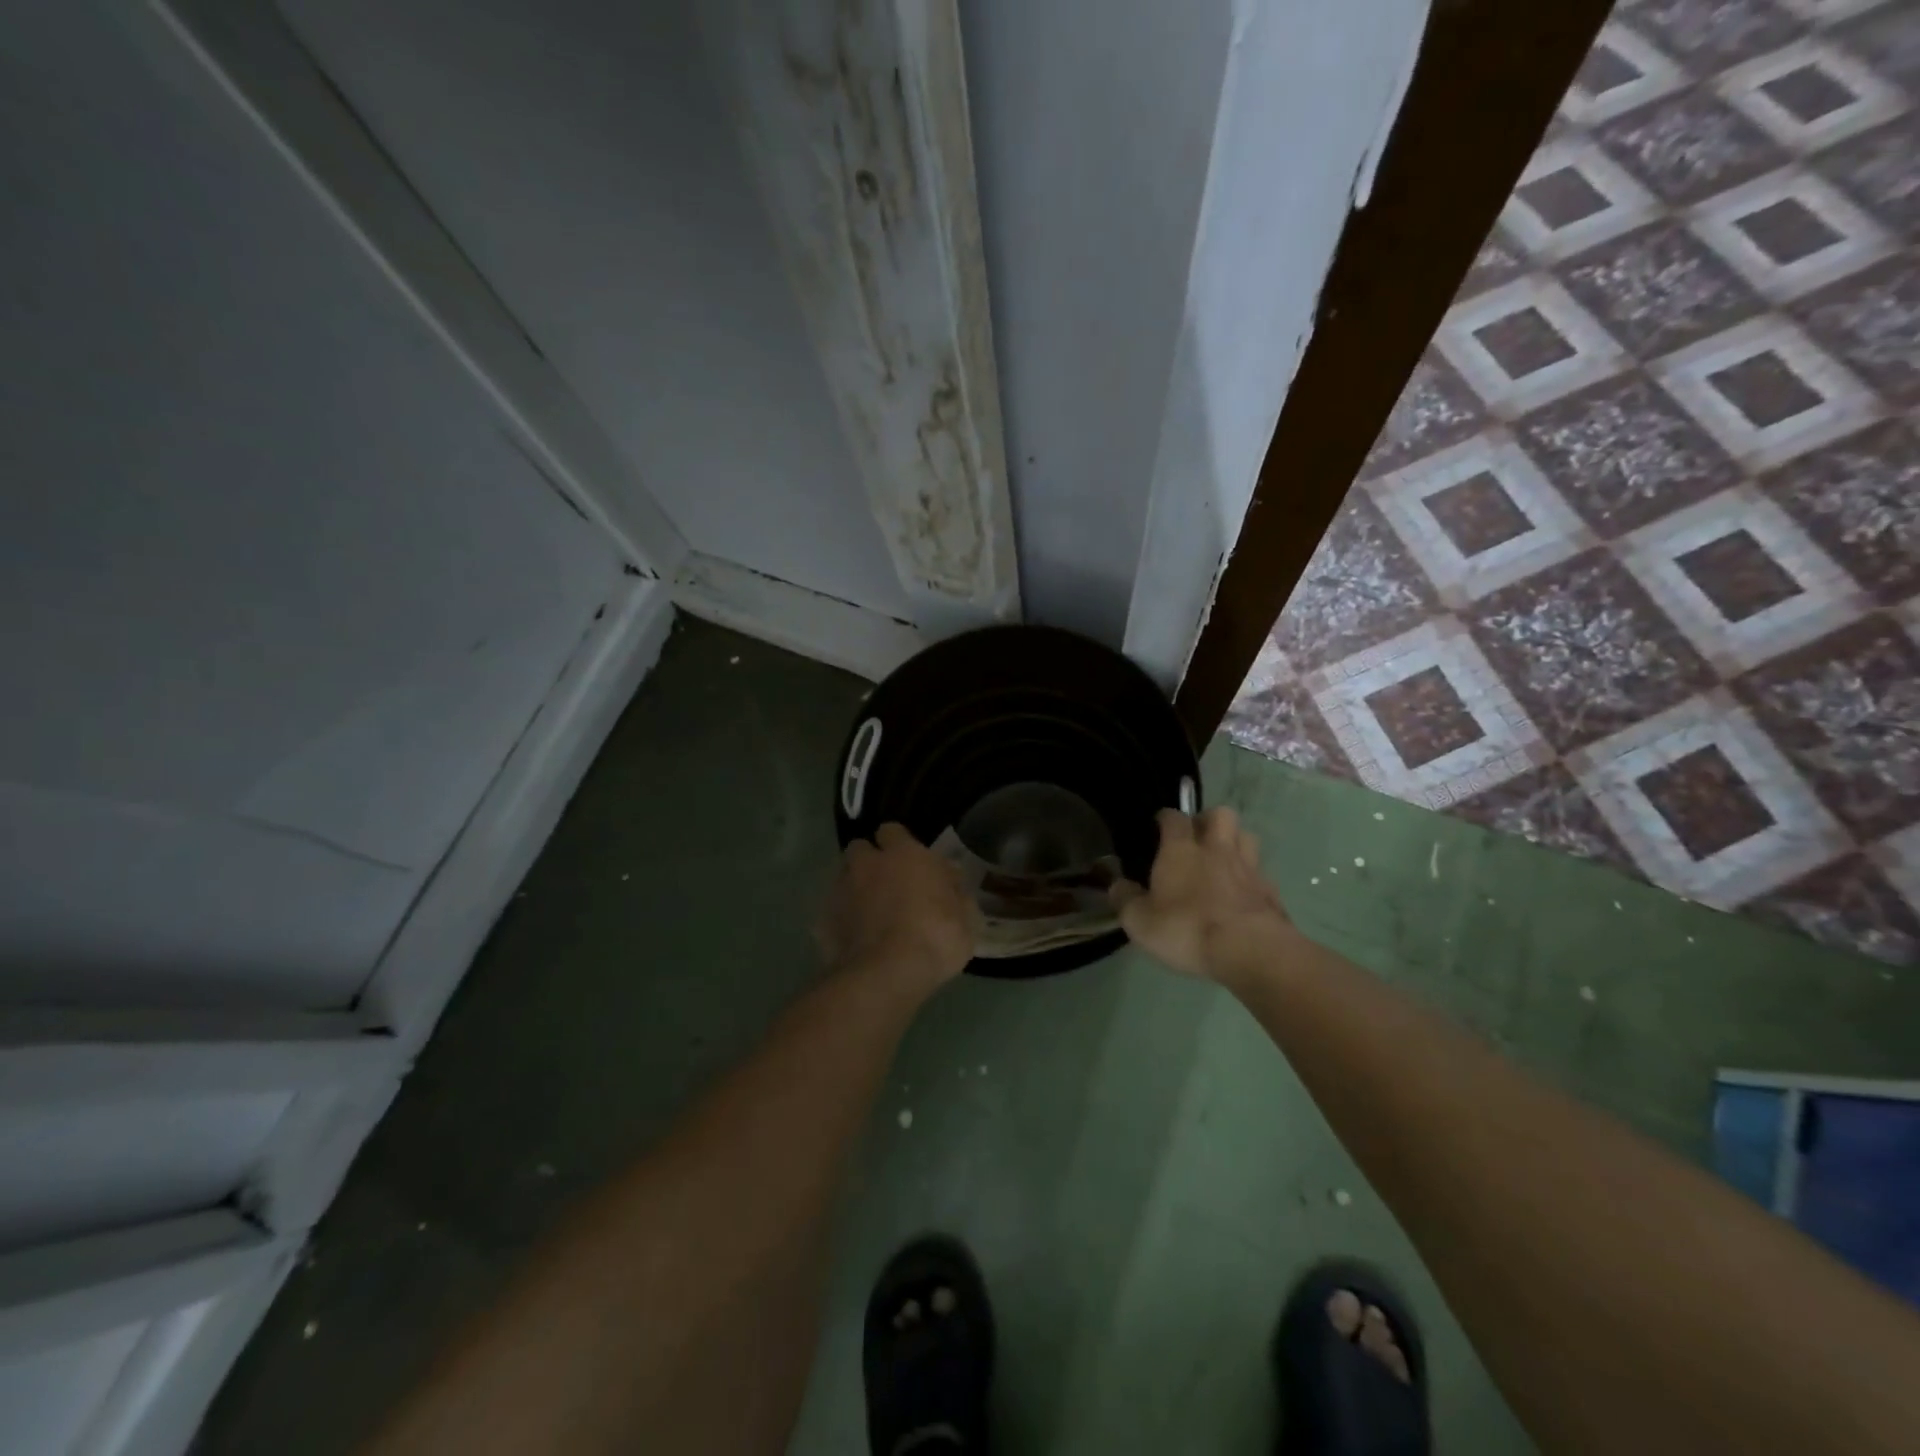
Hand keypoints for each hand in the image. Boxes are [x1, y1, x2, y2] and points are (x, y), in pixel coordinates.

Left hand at [817, 823, 976, 992]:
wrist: (887, 975)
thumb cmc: (935, 937)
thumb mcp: (966, 917)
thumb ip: (956, 891)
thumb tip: (950, 877)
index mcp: (903, 854)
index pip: (892, 830)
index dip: (898, 844)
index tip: (909, 862)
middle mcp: (867, 864)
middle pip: (860, 849)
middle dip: (870, 862)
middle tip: (887, 885)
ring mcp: (840, 891)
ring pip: (843, 878)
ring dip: (854, 888)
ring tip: (869, 914)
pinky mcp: (822, 921)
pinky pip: (831, 913)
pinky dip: (841, 921)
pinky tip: (854, 940)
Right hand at [1110, 807, 1292, 982]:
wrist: (1250, 950)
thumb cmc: (1187, 929)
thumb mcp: (1140, 921)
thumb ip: (1125, 899)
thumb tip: (1116, 885)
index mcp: (1181, 850)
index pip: (1174, 817)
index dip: (1166, 817)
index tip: (1159, 824)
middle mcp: (1217, 849)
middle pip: (1220, 814)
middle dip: (1208, 819)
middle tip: (1197, 838)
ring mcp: (1249, 868)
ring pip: (1246, 836)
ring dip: (1235, 841)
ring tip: (1223, 858)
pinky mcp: (1271, 891)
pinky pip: (1261, 872)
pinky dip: (1251, 876)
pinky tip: (1242, 893)